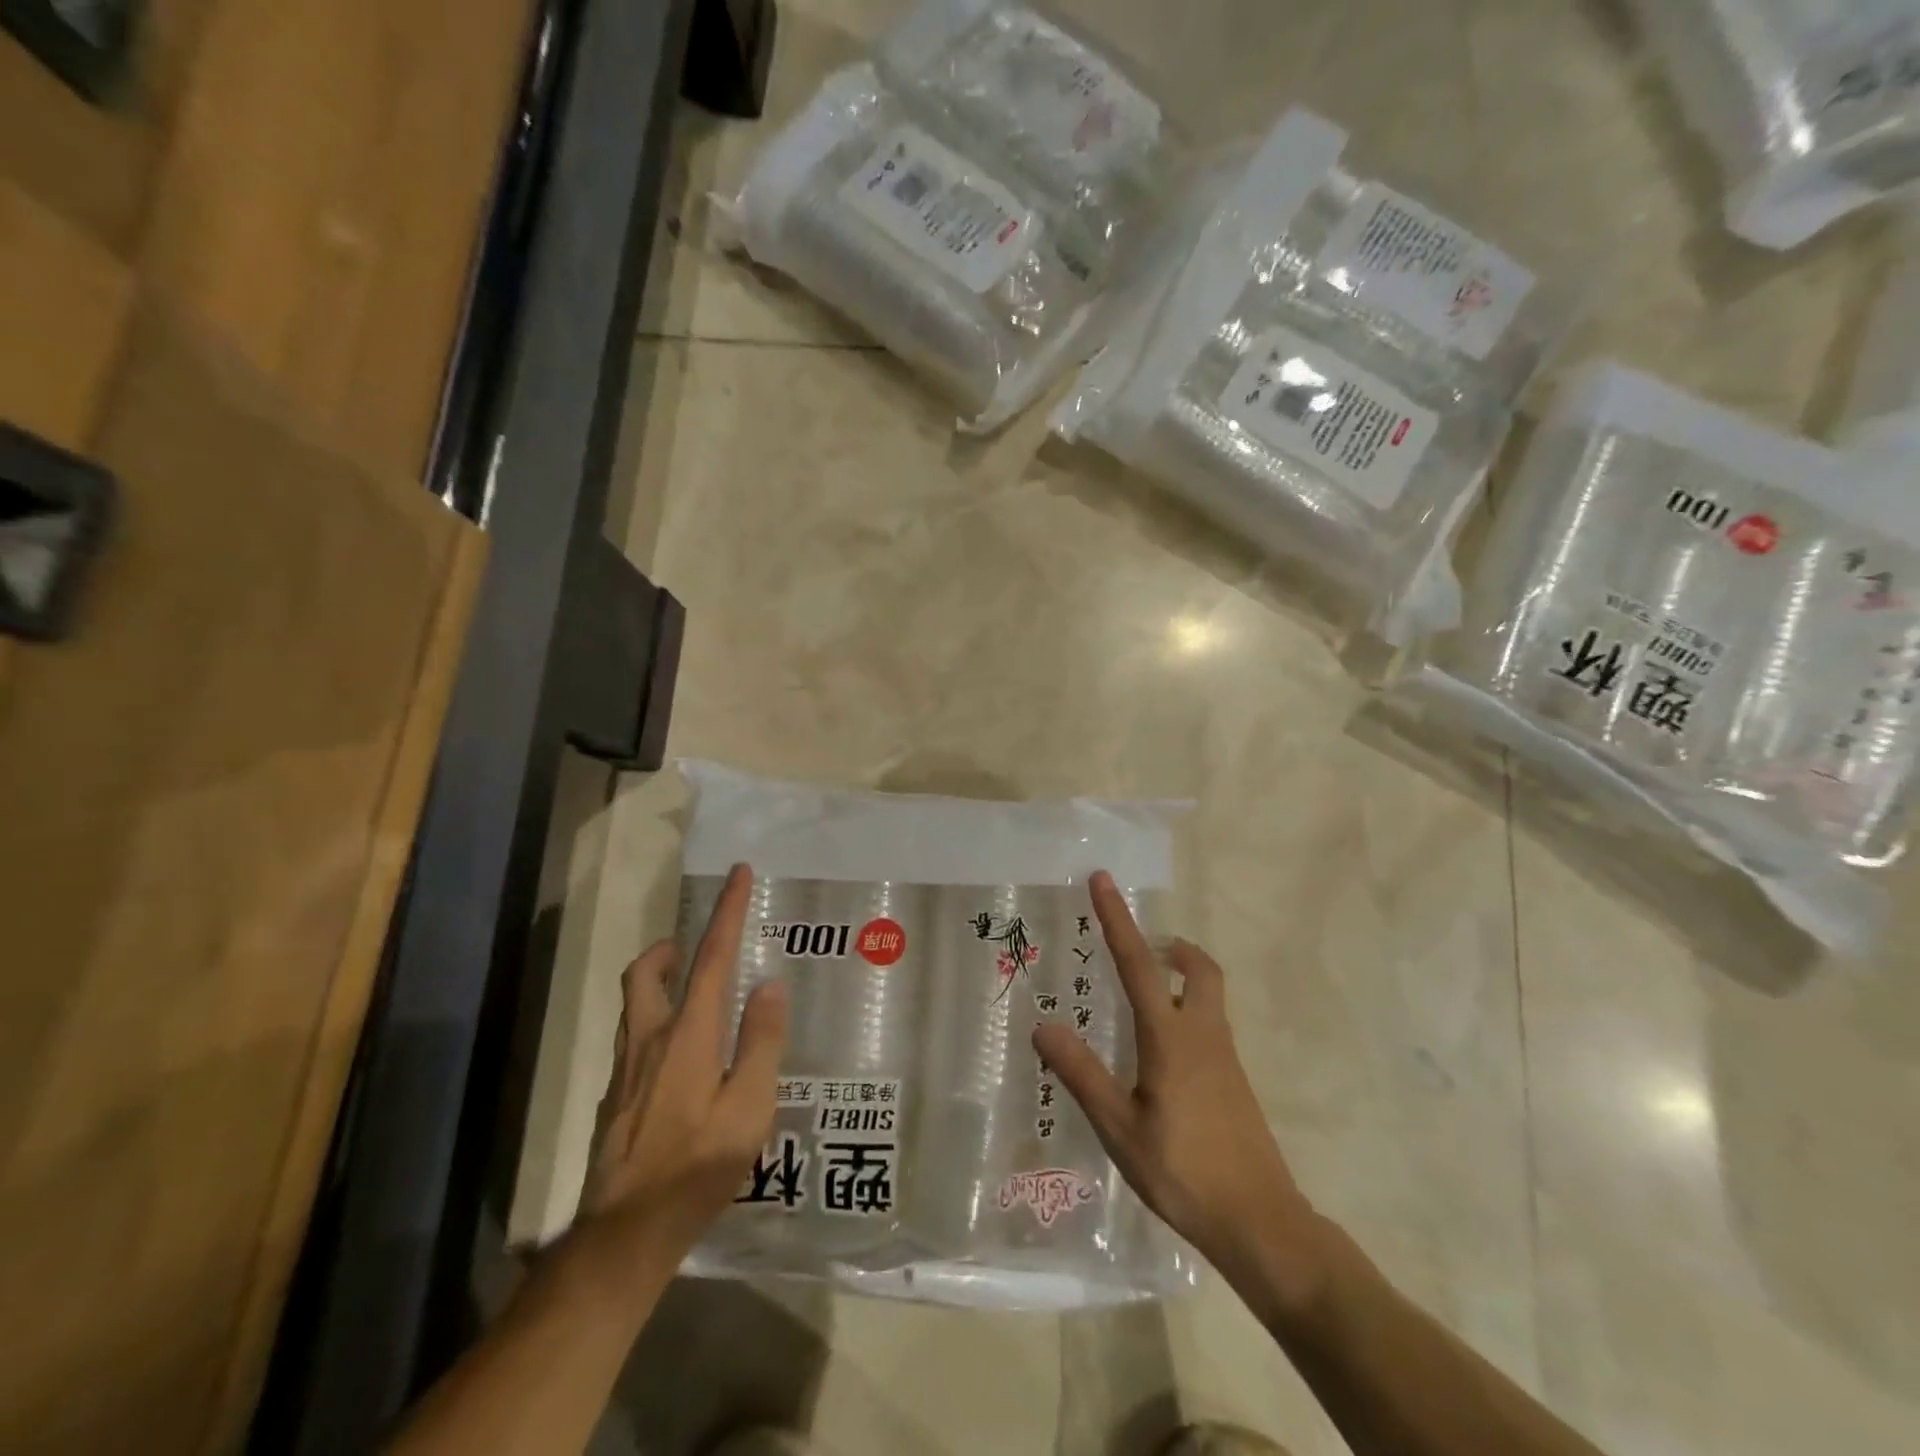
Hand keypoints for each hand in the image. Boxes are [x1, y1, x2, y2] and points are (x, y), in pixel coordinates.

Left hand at [578, 864, 788, 1288]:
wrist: (624, 1238)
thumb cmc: (697, 1169)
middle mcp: (650, 1041)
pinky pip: (634, 1040)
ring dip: (659, 982)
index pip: (711, 957)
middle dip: (669, 948)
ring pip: (635, 1005)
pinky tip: (681, 1061)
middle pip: (646, 973)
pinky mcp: (614, 1100)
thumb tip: (769, 985)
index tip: (737, 874)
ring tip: (694, 993)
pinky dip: (656, 1024)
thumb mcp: (749, 1109)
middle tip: (695, 947)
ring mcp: (625, 1071)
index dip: (726, 912)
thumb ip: (762, 1042)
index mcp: (688, 1035)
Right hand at [1033, 872, 1318, 1292]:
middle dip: (1170, 946)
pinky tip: (1161, 1053)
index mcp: (1170, 1037)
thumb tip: (1042, 1024)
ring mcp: (1225, 1056)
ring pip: (1208, 993)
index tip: (1102, 879)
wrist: (1261, 1223)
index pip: (1138, 963)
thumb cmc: (1184, 1172)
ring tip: (1141, 996)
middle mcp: (1203, 1034)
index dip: (1117, 918)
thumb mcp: (1121, 1128)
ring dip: (1179, 976)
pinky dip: (1186, 1010)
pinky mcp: (1234, 1079)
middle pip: (1197, 967)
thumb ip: (1082, 1074)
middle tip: (1141, 948)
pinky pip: (1209, 1023)